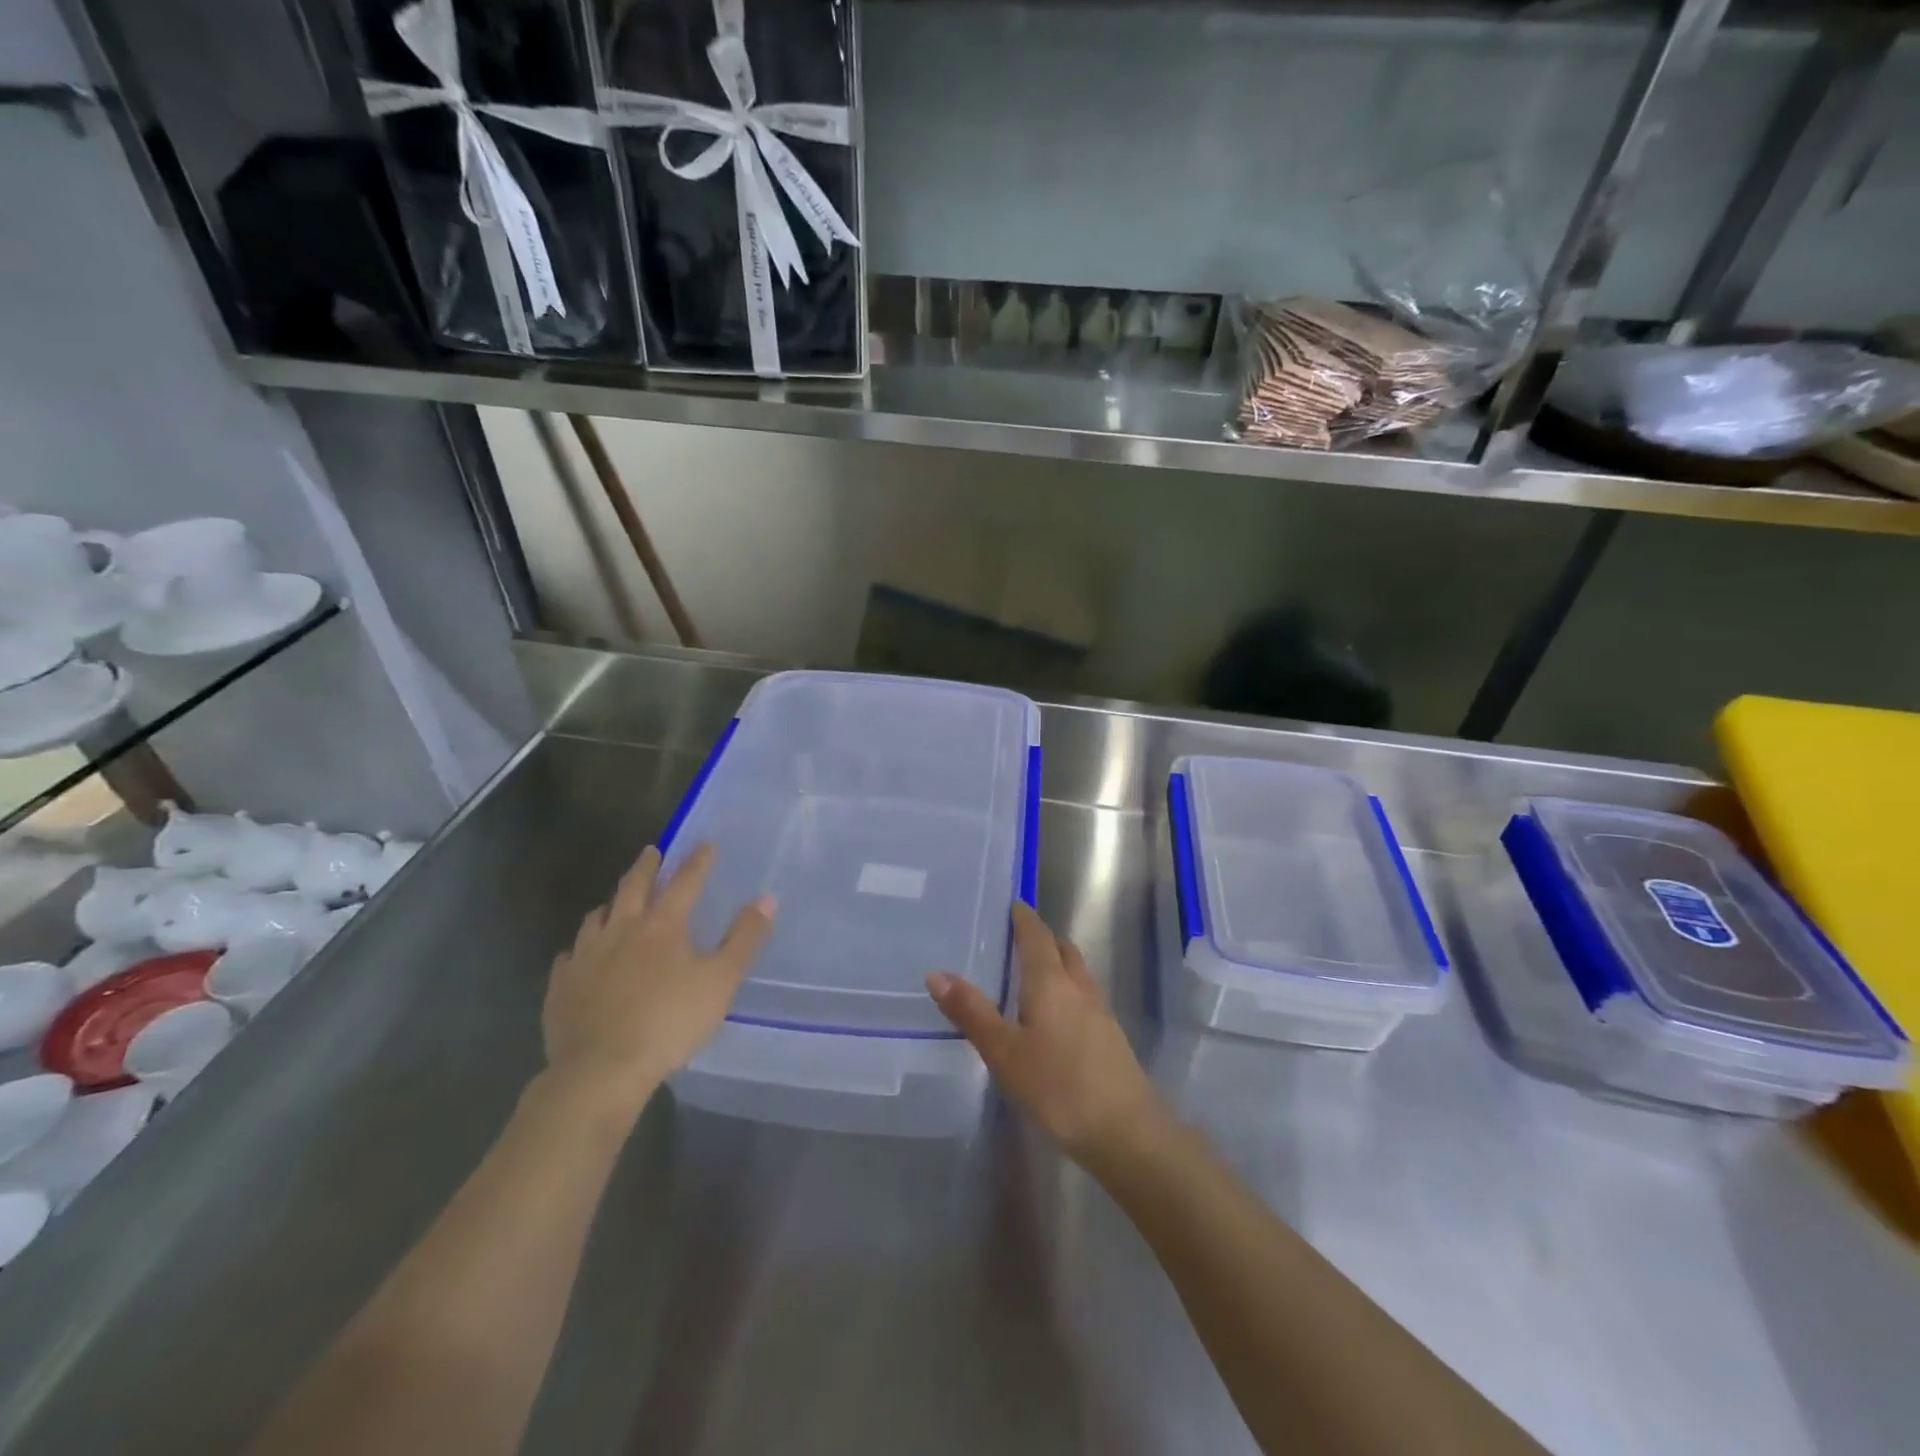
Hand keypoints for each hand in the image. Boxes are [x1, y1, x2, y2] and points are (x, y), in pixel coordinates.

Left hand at [543, 843, 774, 1116]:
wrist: (600, 1071)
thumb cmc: (669, 1022)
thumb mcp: (721, 980)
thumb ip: (744, 938)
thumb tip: (767, 898)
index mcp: (662, 925)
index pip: (684, 881)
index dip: (697, 861)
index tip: (706, 843)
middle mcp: (620, 930)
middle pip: (633, 888)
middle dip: (646, 867)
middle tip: (651, 852)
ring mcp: (585, 957)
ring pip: (596, 918)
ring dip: (610, 905)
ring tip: (615, 902)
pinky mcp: (561, 988)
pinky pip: (568, 958)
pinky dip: (579, 950)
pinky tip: (580, 957)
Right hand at [927, 902, 1163, 1170]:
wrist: (1126, 1130)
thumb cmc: (1058, 1086)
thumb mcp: (1004, 1051)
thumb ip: (971, 1012)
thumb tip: (936, 974)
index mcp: (1050, 982)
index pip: (1037, 936)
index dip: (1025, 918)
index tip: (1014, 904)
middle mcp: (1079, 987)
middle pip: (1062, 950)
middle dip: (1042, 939)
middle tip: (1017, 939)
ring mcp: (1100, 1011)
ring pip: (1077, 973)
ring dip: (1057, 964)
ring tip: (1032, 976)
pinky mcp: (1110, 1037)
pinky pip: (1084, 996)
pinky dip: (1067, 990)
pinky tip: (1055, 1017)